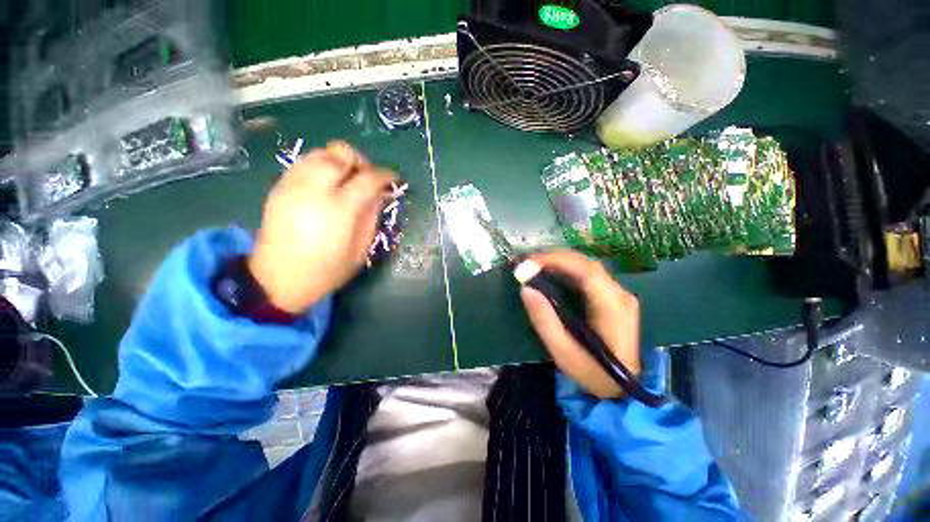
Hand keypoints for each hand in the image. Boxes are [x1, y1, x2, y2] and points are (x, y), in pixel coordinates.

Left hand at [249, 142, 394, 313]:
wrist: (278, 280)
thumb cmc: (327, 270)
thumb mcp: (360, 250)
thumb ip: (371, 217)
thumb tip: (379, 194)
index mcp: (340, 209)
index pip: (367, 178)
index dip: (384, 175)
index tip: (392, 178)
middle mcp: (315, 190)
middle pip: (340, 154)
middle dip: (360, 161)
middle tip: (367, 176)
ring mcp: (293, 186)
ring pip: (320, 153)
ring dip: (339, 160)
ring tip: (346, 178)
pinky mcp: (279, 188)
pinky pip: (303, 163)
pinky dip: (320, 165)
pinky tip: (326, 183)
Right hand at [519, 250, 640, 398]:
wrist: (622, 390)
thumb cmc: (592, 372)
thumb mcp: (562, 351)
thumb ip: (544, 319)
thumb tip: (526, 289)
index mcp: (612, 306)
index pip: (586, 271)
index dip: (557, 260)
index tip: (530, 262)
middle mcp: (620, 294)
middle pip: (587, 264)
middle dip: (556, 258)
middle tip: (529, 263)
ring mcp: (620, 295)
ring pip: (588, 267)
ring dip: (561, 262)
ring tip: (537, 266)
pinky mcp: (614, 298)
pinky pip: (589, 276)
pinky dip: (568, 270)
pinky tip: (553, 274)